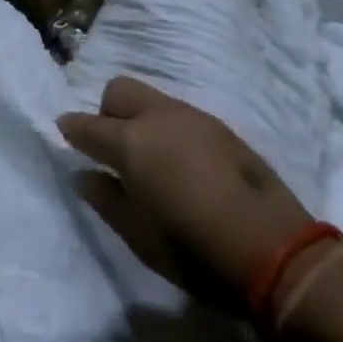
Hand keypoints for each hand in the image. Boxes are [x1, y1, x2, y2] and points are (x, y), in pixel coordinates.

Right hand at [58, 76, 315, 307]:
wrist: (276, 250)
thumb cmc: (195, 250)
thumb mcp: (139, 237)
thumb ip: (106, 200)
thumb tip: (85, 176)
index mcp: (131, 142)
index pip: (87, 125)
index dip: (72, 130)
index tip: (65, 135)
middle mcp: (157, 116)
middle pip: (117, 91)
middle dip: (106, 113)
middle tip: (113, 149)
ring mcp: (192, 116)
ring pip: (150, 99)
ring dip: (140, 119)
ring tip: (151, 158)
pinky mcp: (220, 126)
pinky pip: (179, 114)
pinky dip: (168, 128)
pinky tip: (182, 162)